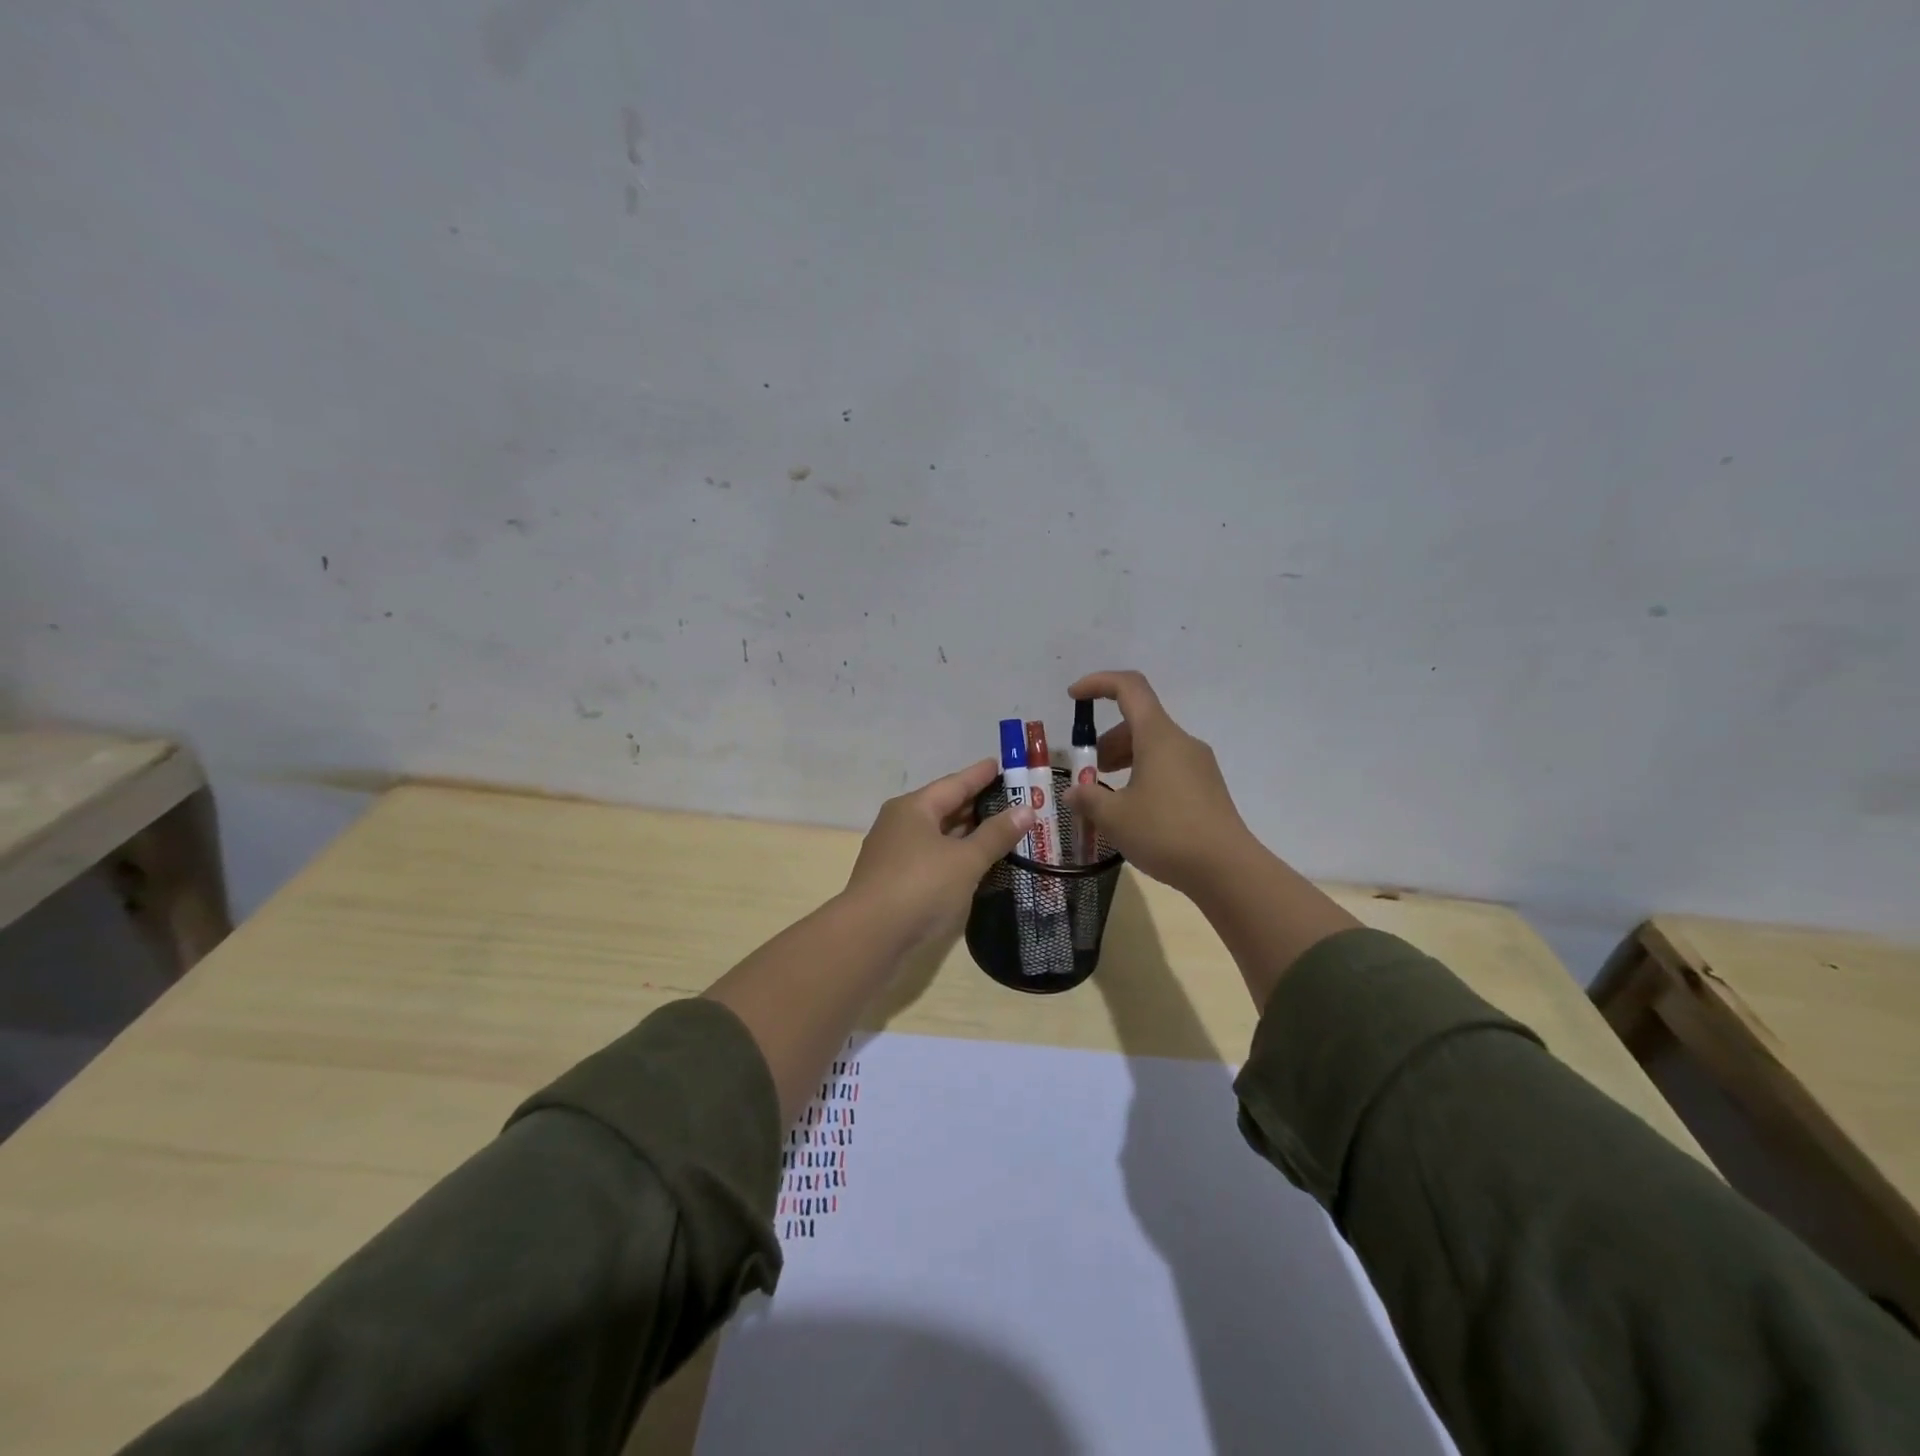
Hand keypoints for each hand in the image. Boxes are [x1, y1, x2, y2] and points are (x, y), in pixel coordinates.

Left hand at [843, 758, 1035, 948]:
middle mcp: (899, 823)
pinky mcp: (893, 880)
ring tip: (997, 828)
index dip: (979, 775)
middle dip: (975, 804)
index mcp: (914, 808)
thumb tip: (1026, 809)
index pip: (954, 784)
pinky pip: (931, 856)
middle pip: (943, 807)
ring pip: (936, 834)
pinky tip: (971, 862)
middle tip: (1009, 799)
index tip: (1000, 765)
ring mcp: (893, 853)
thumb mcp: (966, 859)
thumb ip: (996, 835)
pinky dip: (953, 855)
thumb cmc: (921, 886)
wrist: (870, 935)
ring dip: (965, 832)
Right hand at [1062, 670, 1253, 894]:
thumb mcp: (1115, 817)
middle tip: (1088, 772)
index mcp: (1158, 736)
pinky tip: (1134, 810)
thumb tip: (1073, 793)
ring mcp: (1199, 765)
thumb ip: (1088, 799)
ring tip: (1106, 794)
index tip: (1074, 697)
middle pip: (1139, 722)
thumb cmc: (1166, 833)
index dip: (1098, 683)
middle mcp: (1181, 742)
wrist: (1226, 869)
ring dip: (1124, 759)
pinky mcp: (1207, 788)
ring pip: (1154, 746)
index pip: (1129, 687)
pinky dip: (1143, 774)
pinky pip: (1168, 767)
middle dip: (1106, 740)